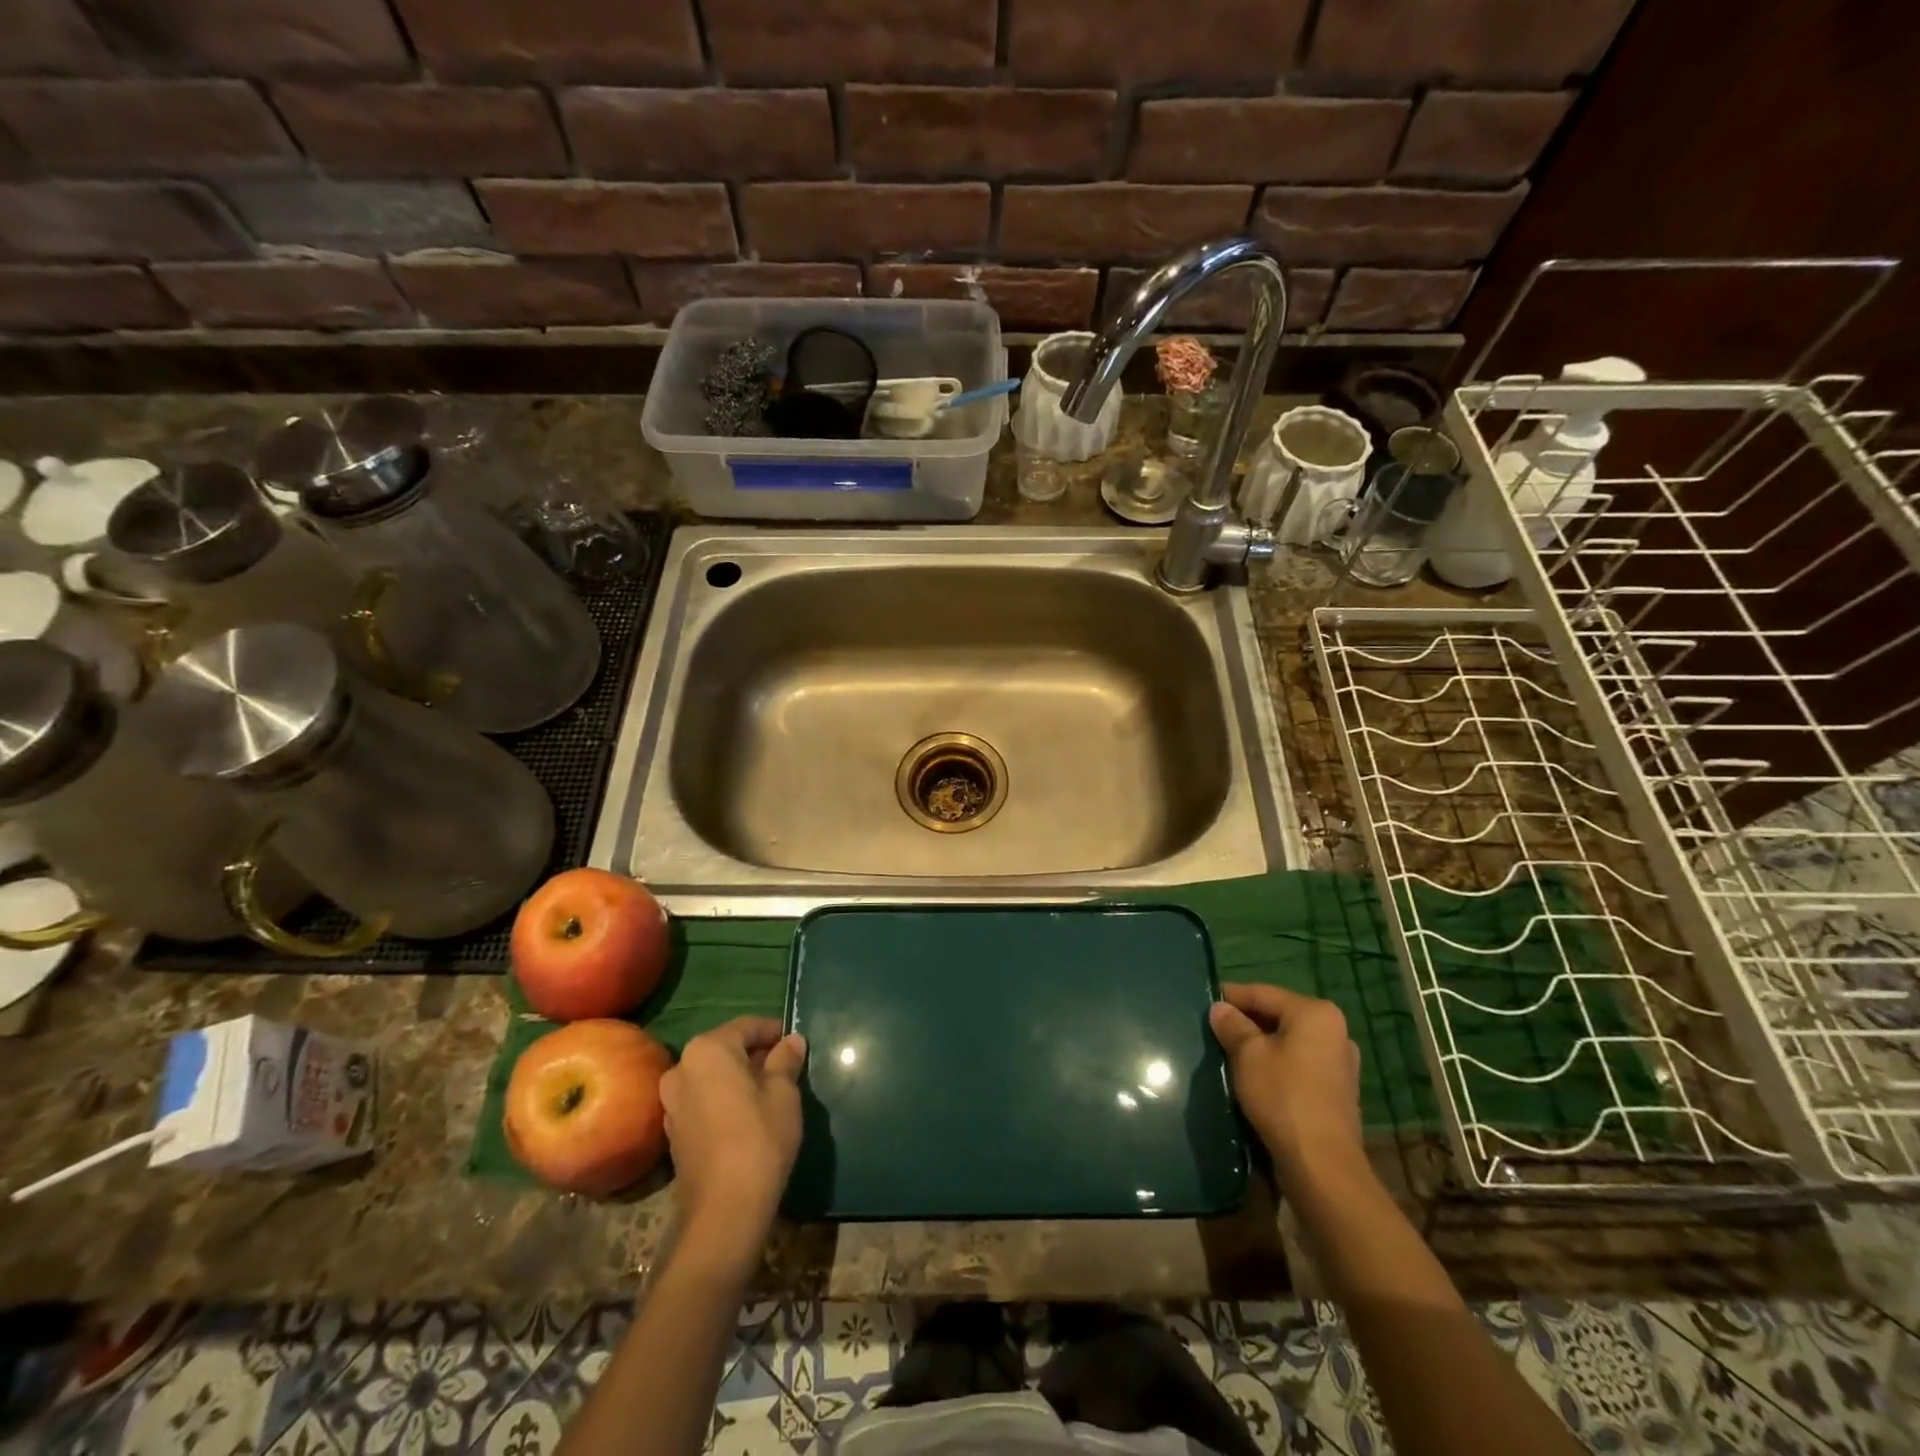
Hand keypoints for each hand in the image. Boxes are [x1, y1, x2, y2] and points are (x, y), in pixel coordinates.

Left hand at [659, 1017, 805, 1263]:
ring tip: (770, 1093)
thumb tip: (792, 1041)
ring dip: (739, 1078)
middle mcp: (682, 1068)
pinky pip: (703, 1100)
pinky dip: (724, 1099)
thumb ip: (785, 1060)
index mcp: (708, 1049)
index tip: (795, 1043)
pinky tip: (747, 1116)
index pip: (747, 1026)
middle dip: (755, 1055)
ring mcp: (672, 1101)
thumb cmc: (759, 1138)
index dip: (774, 1032)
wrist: (724, 1210)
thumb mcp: (784, 1093)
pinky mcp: (673, 1131)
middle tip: (786, 1068)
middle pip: (726, 1049)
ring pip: (713, 1076)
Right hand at [1209, 984, 1365, 1189]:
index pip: (1263, 993)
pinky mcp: (1337, 1092)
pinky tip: (1254, 1077)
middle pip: (1278, 1016)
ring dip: (1260, 1045)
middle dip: (1246, 1022)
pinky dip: (1276, 1065)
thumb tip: (1219, 1008)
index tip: (1205, 1002)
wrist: (1322, 1166)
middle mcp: (1335, 1032)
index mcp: (1316, 1013)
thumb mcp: (1247, 1055)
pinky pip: (1298, 1065)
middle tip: (1214, 1030)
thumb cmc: (1283, 1096)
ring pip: (1288, 1042)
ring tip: (1229, 1053)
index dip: (1231, 996)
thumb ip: (1232, 1025)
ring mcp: (1340, 1063)